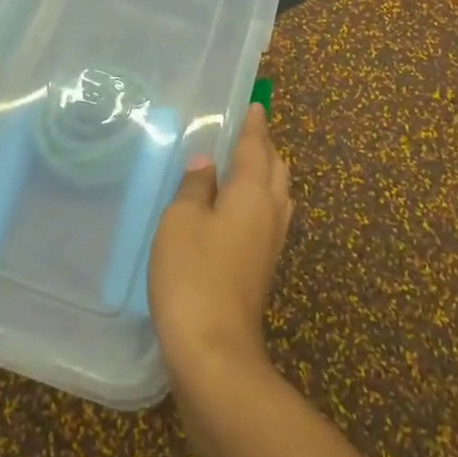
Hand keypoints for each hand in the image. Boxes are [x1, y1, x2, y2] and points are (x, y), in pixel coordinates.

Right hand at [149, 103, 293, 383]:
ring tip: (242, 167)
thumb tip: (206, 165)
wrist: (214, 350)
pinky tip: (237, 210)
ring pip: (277, 196)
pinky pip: (268, 219)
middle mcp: (270, 214)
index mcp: (252, 193)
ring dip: (264, 176)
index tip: (256, 106)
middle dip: (264, 148)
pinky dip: (258, 202)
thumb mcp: (181, 220)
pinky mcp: (262, 269)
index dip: (254, 125)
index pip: (256, 148)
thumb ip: (195, 187)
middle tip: (245, 134)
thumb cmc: (193, 274)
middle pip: (275, 170)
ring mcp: (270, 245)